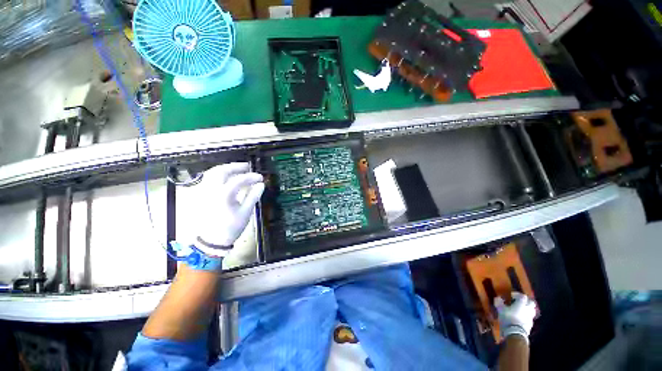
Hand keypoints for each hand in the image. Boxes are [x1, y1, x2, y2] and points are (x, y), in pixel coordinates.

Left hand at [192, 163, 263, 256]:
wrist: (212, 241)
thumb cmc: (231, 227)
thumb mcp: (245, 212)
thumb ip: (253, 196)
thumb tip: (261, 185)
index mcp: (223, 195)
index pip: (239, 180)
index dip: (251, 177)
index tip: (260, 178)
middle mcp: (211, 190)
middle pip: (221, 171)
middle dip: (235, 167)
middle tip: (247, 166)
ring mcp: (204, 192)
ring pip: (212, 173)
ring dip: (226, 169)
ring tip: (237, 170)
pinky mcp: (202, 195)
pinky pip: (209, 179)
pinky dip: (219, 175)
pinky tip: (227, 178)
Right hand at [495, 292, 536, 342]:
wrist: (516, 333)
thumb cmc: (508, 318)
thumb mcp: (500, 309)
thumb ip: (499, 302)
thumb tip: (498, 298)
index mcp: (521, 304)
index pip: (523, 296)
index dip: (517, 294)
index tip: (511, 295)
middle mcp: (528, 309)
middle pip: (531, 302)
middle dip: (526, 301)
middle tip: (519, 301)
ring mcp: (530, 317)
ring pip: (532, 310)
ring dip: (527, 308)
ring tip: (520, 309)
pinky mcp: (531, 324)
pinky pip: (530, 317)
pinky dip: (526, 315)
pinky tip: (521, 317)